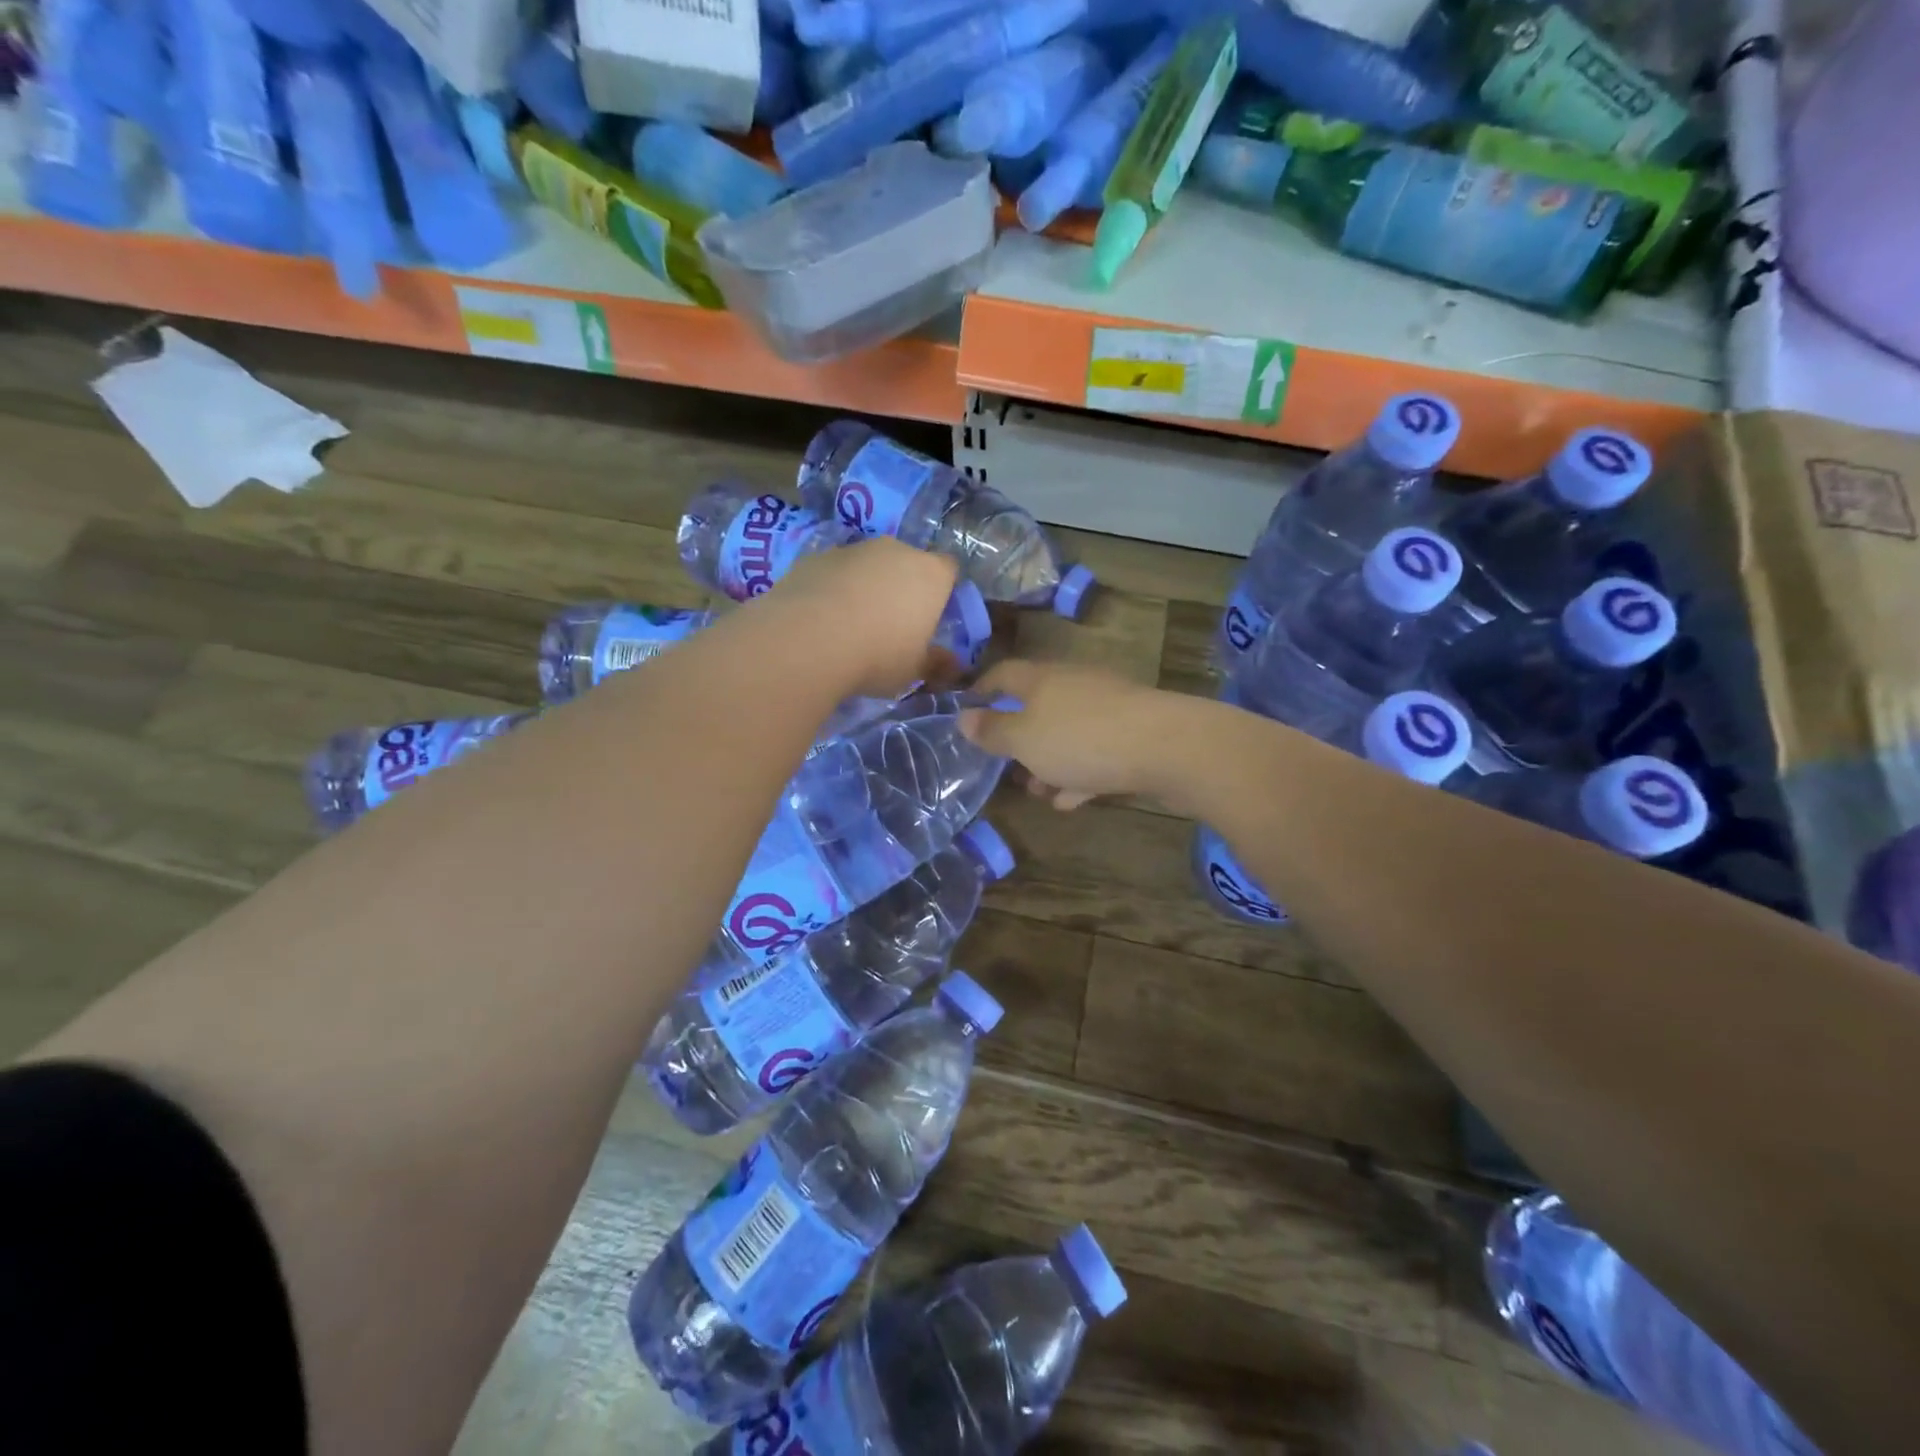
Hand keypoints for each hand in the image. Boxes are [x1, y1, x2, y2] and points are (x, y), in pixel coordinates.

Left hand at [767, 537, 960, 697]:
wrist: (807, 640)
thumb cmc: (878, 655)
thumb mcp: (914, 671)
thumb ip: (936, 663)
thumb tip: (953, 665)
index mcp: (930, 574)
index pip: (949, 569)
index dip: (943, 590)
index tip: (932, 615)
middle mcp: (896, 550)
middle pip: (907, 562)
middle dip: (902, 586)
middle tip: (892, 624)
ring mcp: (853, 549)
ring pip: (868, 565)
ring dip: (866, 586)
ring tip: (851, 624)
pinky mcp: (816, 556)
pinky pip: (834, 572)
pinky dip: (833, 588)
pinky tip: (821, 619)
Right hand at [959, 660, 1182, 809]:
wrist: (1168, 748)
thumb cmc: (1082, 739)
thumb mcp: (1025, 739)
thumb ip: (993, 731)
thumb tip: (963, 717)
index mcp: (1042, 679)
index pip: (1003, 674)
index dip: (981, 692)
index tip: (966, 714)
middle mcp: (1074, 685)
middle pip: (1037, 706)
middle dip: (1019, 738)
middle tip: (1004, 767)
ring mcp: (1107, 709)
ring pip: (1066, 732)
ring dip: (1049, 761)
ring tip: (1038, 791)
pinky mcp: (1132, 734)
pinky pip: (1095, 752)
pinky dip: (1079, 773)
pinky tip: (1072, 799)